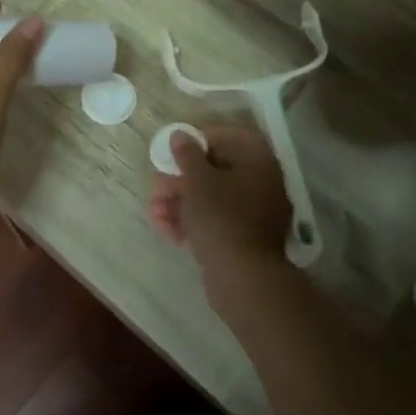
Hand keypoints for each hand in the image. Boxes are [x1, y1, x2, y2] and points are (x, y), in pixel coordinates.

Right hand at [146, 124, 291, 296]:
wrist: (242, 279)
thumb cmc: (221, 217)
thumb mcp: (198, 181)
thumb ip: (187, 154)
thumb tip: (181, 135)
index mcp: (259, 163)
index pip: (233, 136)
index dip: (203, 137)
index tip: (177, 145)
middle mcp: (262, 185)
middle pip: (217, 170)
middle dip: (182, 177)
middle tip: (157, 183)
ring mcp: (254, 216)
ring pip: (212, 199)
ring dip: (180, 201)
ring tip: (153, 210)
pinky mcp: (243, 241)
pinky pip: (215, 222)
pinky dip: (191, 222)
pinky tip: (164, 229)